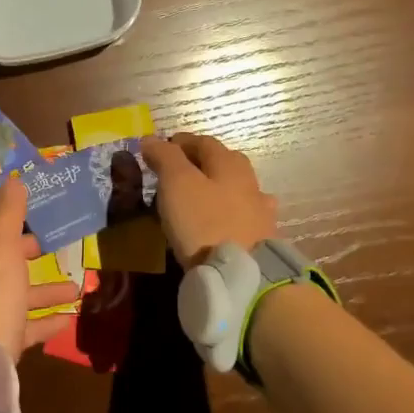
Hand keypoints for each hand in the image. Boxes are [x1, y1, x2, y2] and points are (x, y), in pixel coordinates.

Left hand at [0, 179, 79, 360]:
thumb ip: (8, 215)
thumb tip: (13, 180)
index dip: (10, 219)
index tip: (36, 211)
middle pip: (3, 263)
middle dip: (29, 253)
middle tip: (57, 245)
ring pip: (18, 296)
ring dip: (46, 289)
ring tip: (78, 287)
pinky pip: (26, 328)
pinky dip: (47, 321)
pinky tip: (70, 318)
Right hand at [140, 133, 278, 266]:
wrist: (240, 274)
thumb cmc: (203, 222)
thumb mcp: (177, 183)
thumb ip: (165, 157)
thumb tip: (151, 138)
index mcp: (229, 163)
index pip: (203, 142)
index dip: (180, 142)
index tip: (160, 149)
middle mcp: (249, 181)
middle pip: (224, 162)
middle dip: (201, 161)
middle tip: (177, 171)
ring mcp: (259, 210)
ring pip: (236, 188)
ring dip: (217, 186)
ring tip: (198, 197)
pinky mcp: (262, 237)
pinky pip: (243, 215)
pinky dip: (230, 211)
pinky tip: (226, 219)